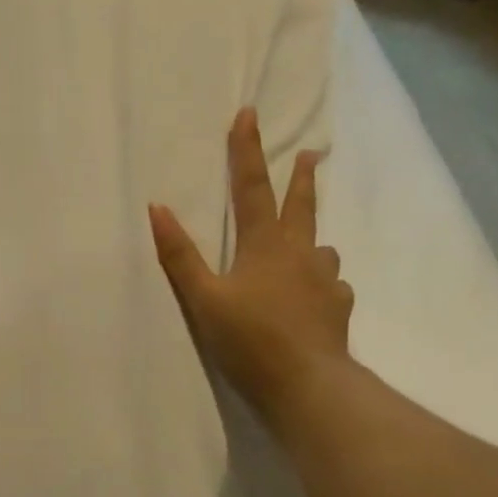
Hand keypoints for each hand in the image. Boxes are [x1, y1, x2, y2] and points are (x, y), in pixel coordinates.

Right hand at [148, 108, 354, 425]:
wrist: (306, 383)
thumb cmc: (248, 339)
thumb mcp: (203, 299)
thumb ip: (180, 256)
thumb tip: (158, 208)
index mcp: (264, 246)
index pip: (252, 188)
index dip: (246, 151)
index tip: (248, 114)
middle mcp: (301, 253)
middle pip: (301, 206)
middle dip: (301, 178)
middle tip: (309, 155)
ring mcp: (325, 280)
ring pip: (322, 247)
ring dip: (313, 238)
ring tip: (309, 246)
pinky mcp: (339, 307)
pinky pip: (333, 285)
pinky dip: (324, 282)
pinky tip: (320, 296)